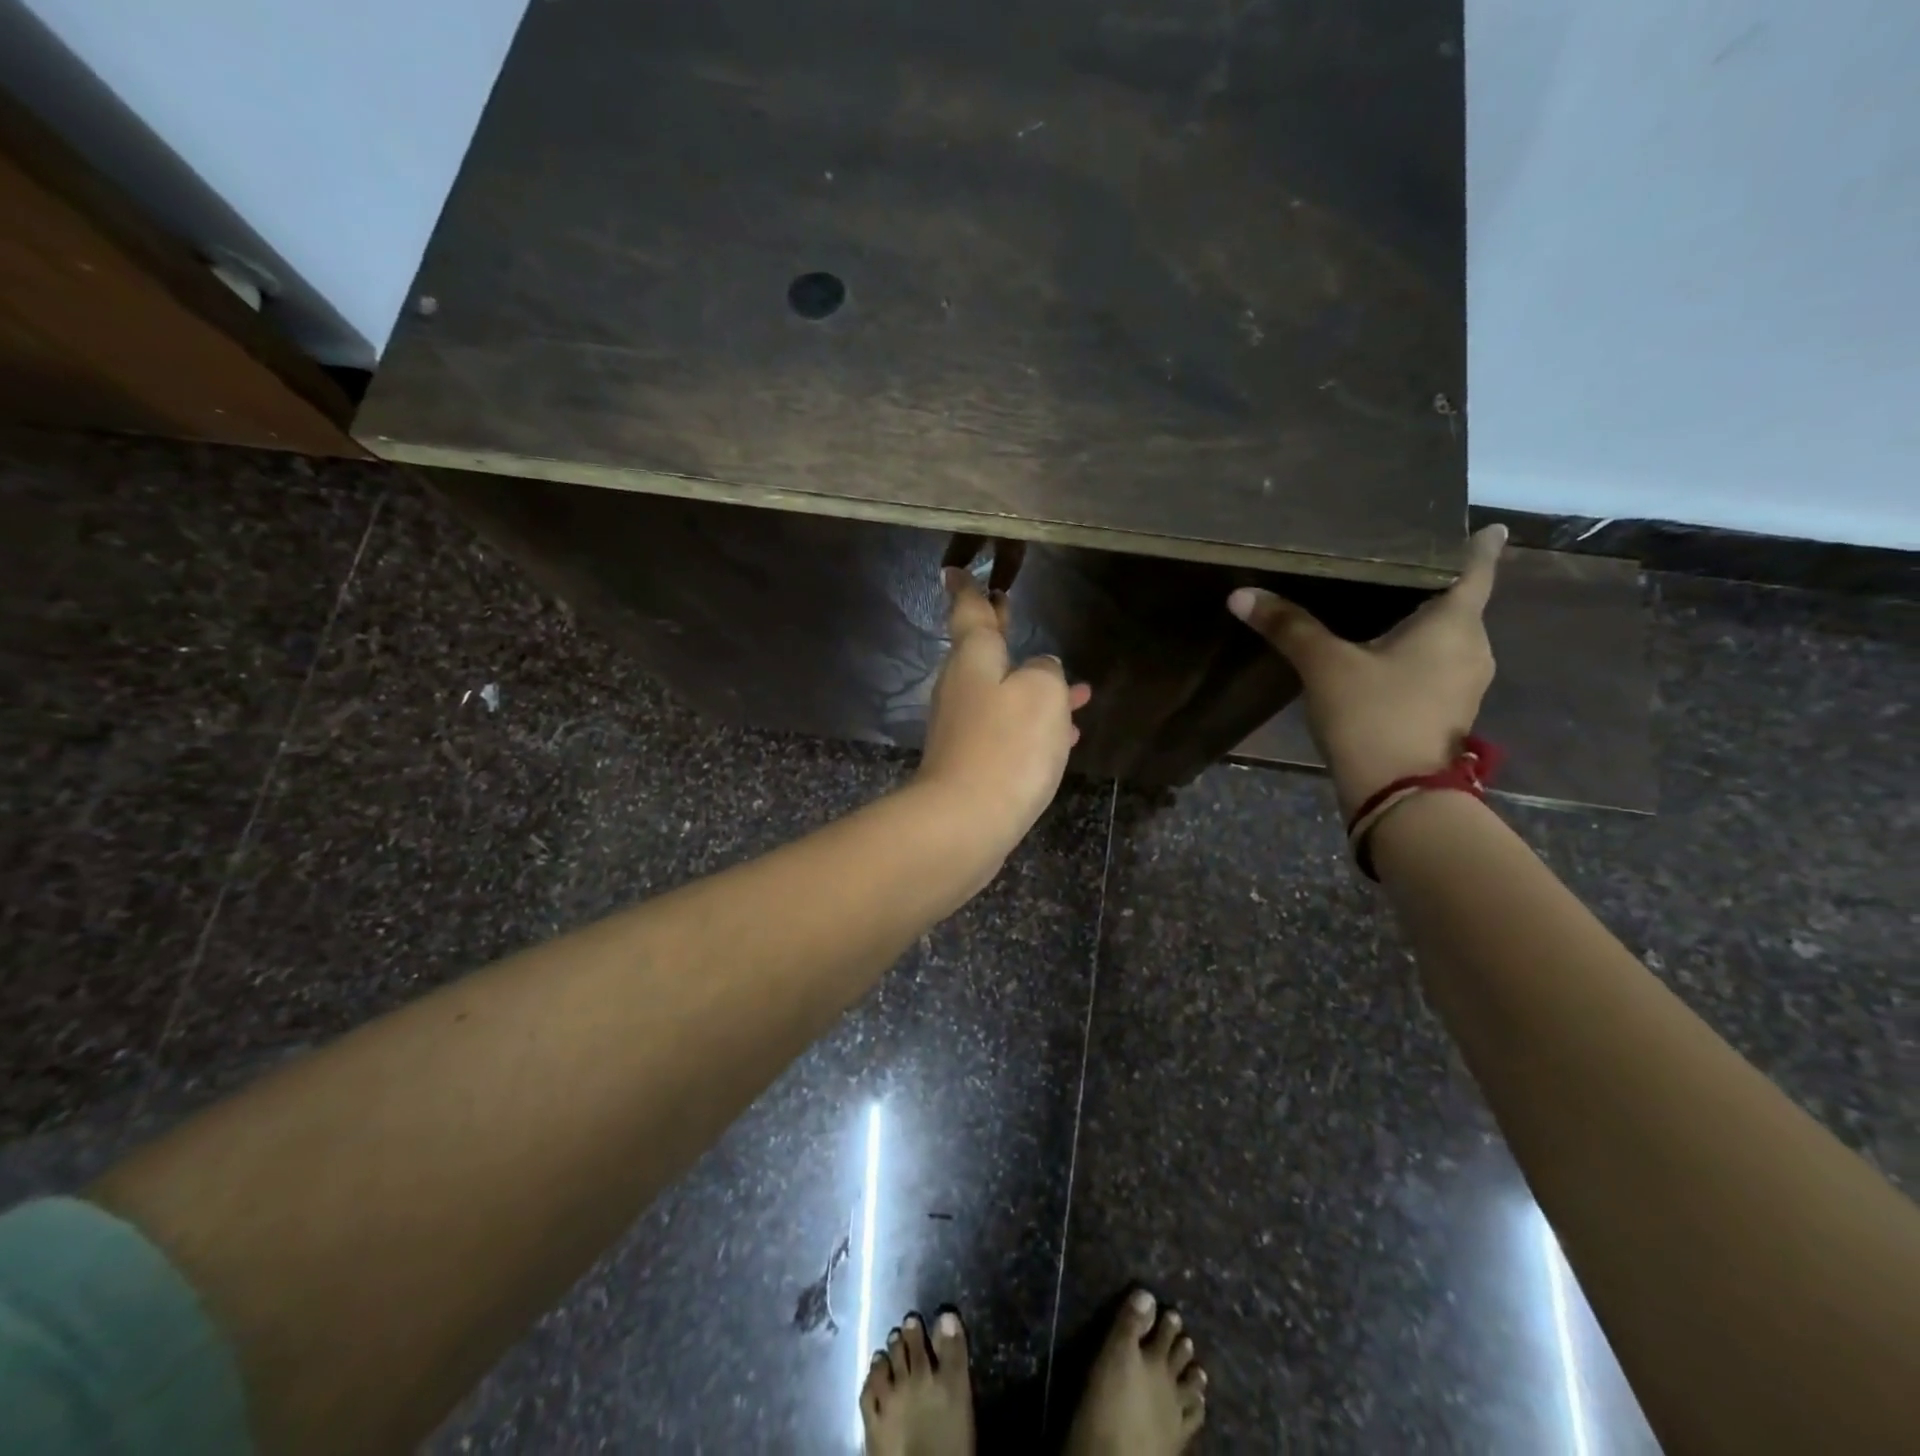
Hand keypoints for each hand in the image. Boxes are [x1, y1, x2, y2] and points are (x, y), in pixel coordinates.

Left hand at [913, 567, 1092, 858]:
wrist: (966, 821)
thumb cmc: (1007, 745)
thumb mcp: (1043, 693)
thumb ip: (1047, 672)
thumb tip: (1041, 671)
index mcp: (974, 658)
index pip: (969, 611)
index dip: (968, 589)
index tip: (955, 570)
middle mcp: (963, 687)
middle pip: (982, 650)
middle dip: (998, 630)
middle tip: (1007, 608)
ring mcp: (964, 727)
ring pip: (1002, 693)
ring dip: (1032, 685)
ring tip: (1076, 687)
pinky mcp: (973, 762)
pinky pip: (1008, 730)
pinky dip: (1034, 725)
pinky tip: (1065, 735)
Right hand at [1228, 525, 1506, 818]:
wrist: (1397, 794)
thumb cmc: (1372, 714)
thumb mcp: (1324, 666)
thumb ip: (1288, 627)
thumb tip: (1241, 594)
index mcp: (1454, 625)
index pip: (1475, 571)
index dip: (1480, 547)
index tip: (1491, 527)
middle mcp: (1472, 649)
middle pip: (1460, 605)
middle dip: (1435, 585)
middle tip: (1402, 563)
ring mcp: (1464, 684)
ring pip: (1447, 639)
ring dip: (1424, 623)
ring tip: (1387, 605)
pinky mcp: (1448, 712)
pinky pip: (1435, 666)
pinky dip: (1415, 653)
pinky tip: (1381, 654)